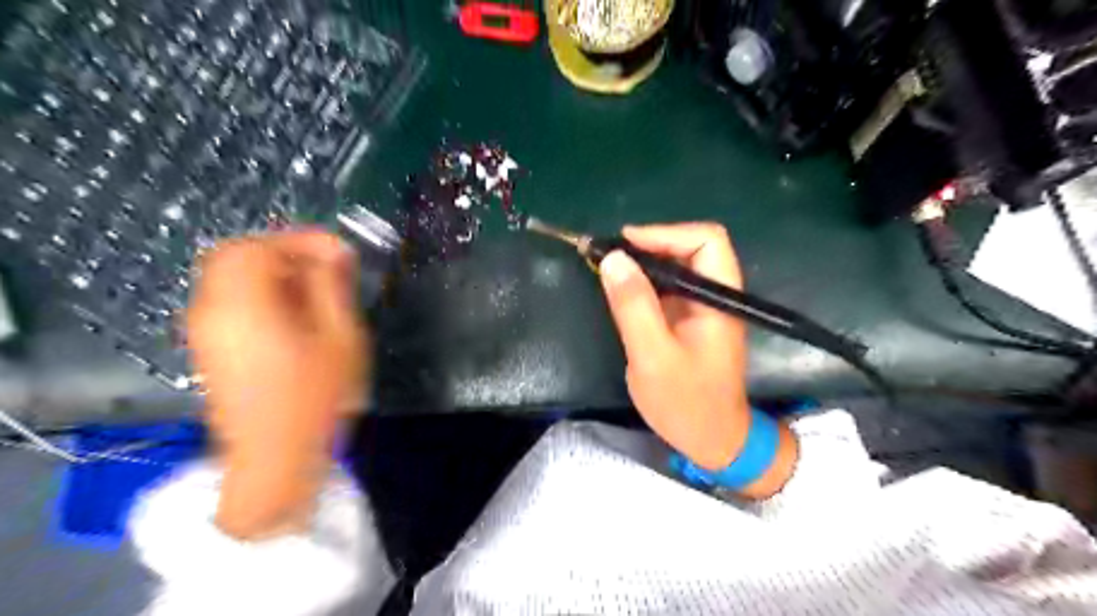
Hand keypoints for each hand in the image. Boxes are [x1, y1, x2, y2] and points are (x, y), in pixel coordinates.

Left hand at [187, 230, 368, 538]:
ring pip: (231, 277)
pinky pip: (231, 300)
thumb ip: (332, 288)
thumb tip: (334, 251)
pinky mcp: (210, 348)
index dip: (299, 240)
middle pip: (236, 256)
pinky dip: (262, 293)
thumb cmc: (314, 400)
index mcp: (241, 305)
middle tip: (328, 266)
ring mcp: (205, 331)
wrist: (274, 462)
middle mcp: (211, 310)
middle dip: (285, 252)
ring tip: (318, 290)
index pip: (257, 247)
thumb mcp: (339, 339)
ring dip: (275, 272)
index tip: (340, 252)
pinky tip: (296, 315)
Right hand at [599, 225, 798, 497]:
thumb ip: (634, 306)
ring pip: (676, 266)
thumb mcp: (653, 355)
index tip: (625, 243)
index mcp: (719, 299)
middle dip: (649, 244)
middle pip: (690, 248)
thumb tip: (613, 257)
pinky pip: (667, 288)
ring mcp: (702, 308)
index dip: (666, 233)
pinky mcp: (688, 320)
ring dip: (643, 262)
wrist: (710, 441)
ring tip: (606, 268)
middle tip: (608, 256)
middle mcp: (715, 296)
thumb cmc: (685, 403)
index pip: (706, 240)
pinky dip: (642, 283)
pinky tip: (619, 290)